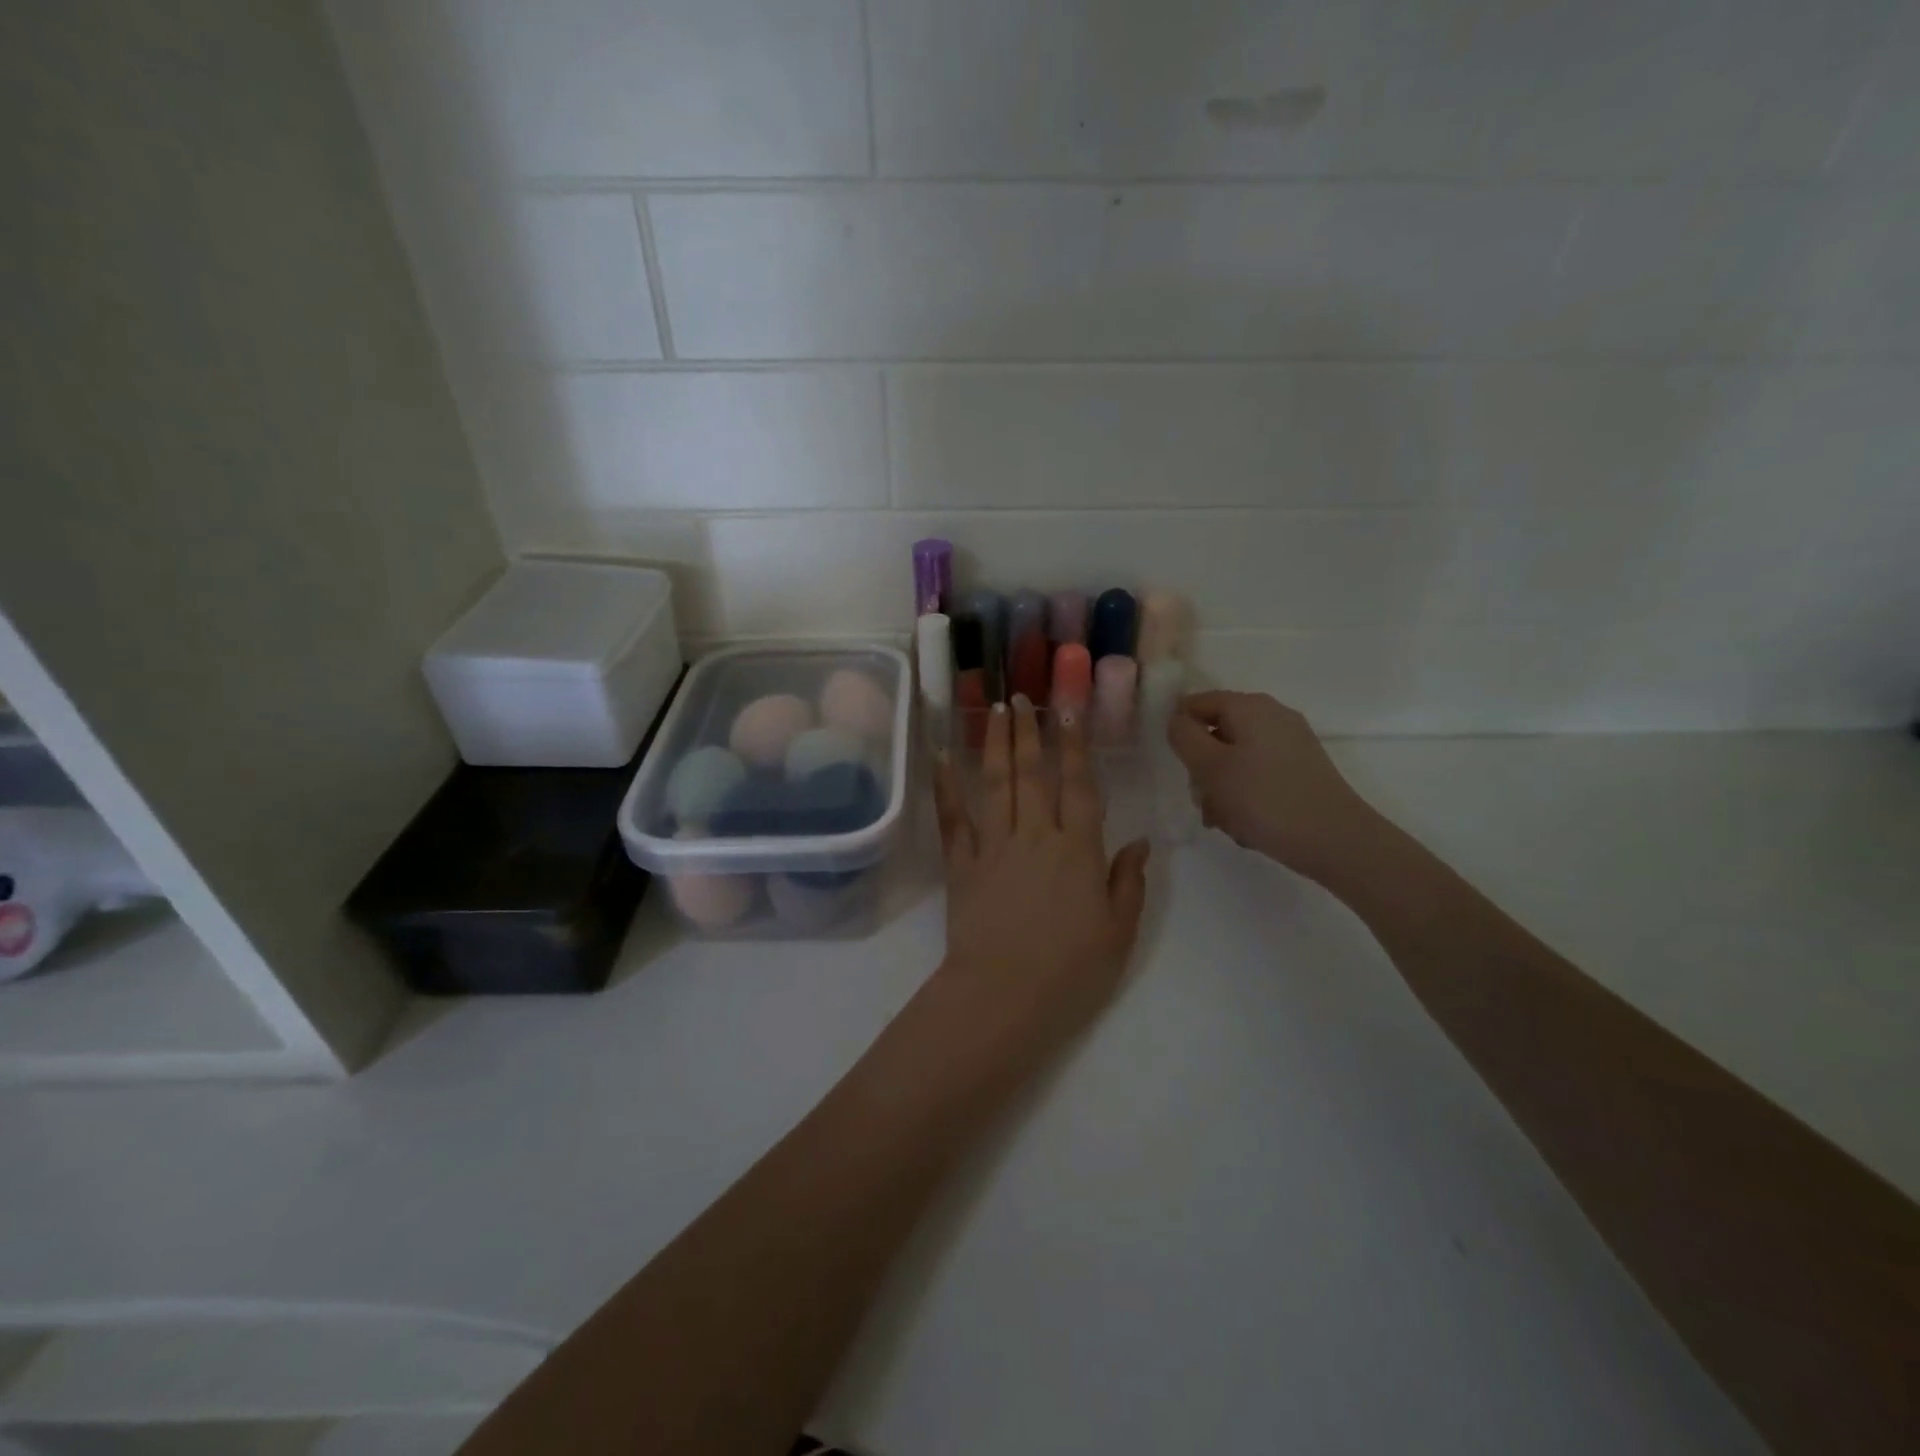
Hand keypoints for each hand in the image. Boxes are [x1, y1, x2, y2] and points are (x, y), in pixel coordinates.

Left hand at [928, 696, 1149, 1071]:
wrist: (1004, 996)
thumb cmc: (1071, 971)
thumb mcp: (1119, 932)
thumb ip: (1129, 882)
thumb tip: (1140, 842)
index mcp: (1077, 849)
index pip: (1078, 785)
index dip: (1074, 745)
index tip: (1068, 711)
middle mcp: (1034, 835)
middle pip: (1032, 774)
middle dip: (1028, 732)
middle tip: (1022, 697)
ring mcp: (993, 847)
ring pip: (995, 784)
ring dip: (994, 744)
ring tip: (994, 710)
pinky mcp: (961, 865)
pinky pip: (953, 819)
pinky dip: (946, 787)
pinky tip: (942, 757)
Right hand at [1166, 691, 1380, 883]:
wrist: (1336, 840)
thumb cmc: (1264, 798)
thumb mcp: (1210, 766)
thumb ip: (1184, 736)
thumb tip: (1177, 720)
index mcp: (1249, 706)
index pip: (1195, 703)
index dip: (1180, 732)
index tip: (1178, 766)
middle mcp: (1272, 716)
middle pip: (1216, 733)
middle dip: (1202, 768)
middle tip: (1204, 800)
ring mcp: (1290, 743)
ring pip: (1235, 759)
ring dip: (1221, 789)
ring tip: (1227, 820)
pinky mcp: (1301, 770)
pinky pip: (1258, 775)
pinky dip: (1246, 796)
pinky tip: (1248, 824)